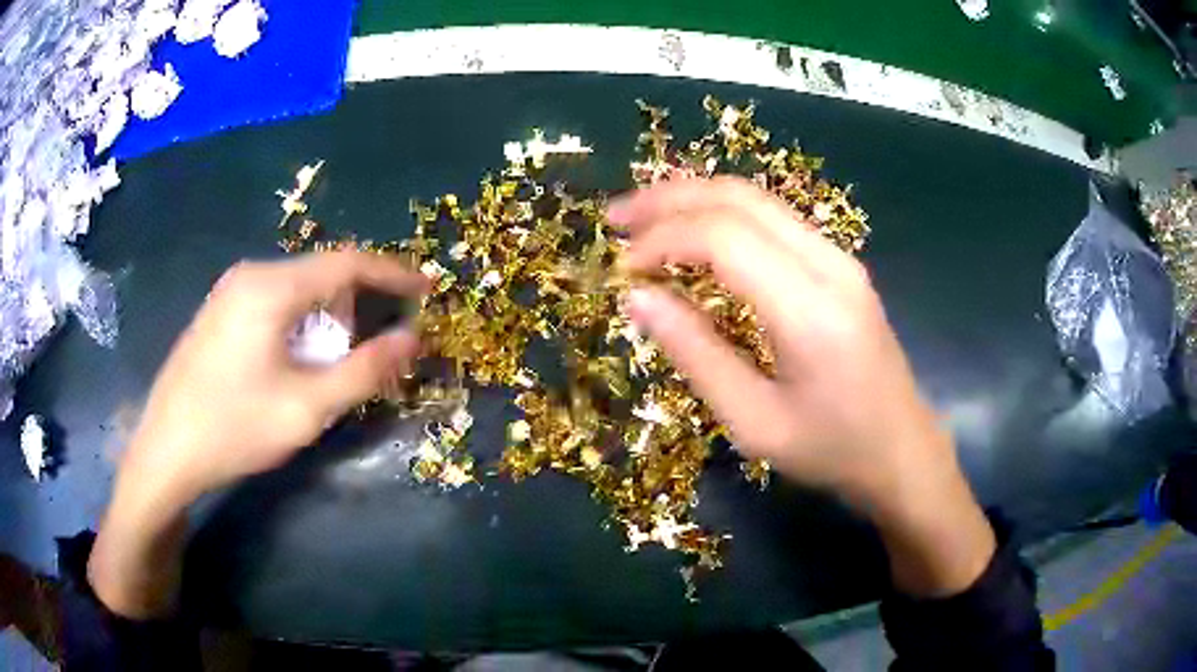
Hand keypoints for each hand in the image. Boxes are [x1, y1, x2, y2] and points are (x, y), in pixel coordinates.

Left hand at [122, 250, 427, 501]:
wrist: (165, 451)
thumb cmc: (234, 428)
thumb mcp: (306, 408)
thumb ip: (364, 371)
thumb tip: (412, 340)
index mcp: (271, 287)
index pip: (347, 263)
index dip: (393, 274)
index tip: (428, 289)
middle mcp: (250, 275)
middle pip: (321, 274)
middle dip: (357, 305)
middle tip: (377, 347)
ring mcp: (229, 291)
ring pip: (297, 290)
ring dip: (327, 319)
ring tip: (335, 362)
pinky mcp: (219, 312)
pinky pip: (273, 303)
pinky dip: (300, 324)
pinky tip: (295, 362)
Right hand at [611, 177, 994, 595]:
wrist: (902, 450)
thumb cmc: (831, 450)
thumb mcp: (753, 421)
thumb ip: (694, 353)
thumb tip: (637, 297)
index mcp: (810, 310)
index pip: (723, 237)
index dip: (662, 240)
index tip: (622, 268)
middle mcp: (829, 265)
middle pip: (739, 198)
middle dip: (669, 198)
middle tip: (616, 217)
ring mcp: (840, 258)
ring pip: (757, 198)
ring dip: (694, 198)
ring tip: (643, 218)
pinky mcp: (840, 265)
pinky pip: (774, 219)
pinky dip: (724, 215)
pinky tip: (695, 232)